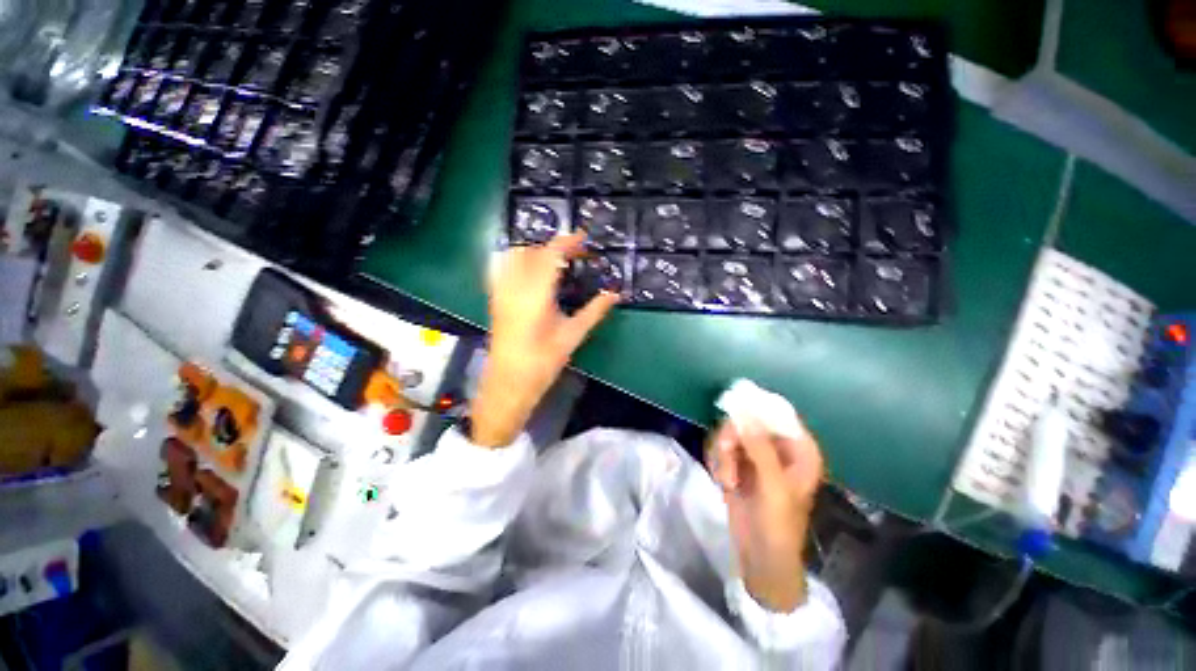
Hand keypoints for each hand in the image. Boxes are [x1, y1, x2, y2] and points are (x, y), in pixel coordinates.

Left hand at [469, 232, 618, 447]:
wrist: (510, 382)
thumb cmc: (543, 361)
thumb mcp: (573, 335)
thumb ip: (595, 311)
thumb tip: (615, 294)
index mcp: (536, 295)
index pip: (551, 255)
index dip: (568, 242)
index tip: (583, 238)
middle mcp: (515, 287)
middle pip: (533, 251)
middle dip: (556, 247)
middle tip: (577, 254)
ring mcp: (501, 291)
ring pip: (516, 255)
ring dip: (538, 251)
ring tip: (557, 261)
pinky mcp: (496, 297)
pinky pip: (504, 266)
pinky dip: (520, 260)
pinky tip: (533, 271)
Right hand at [707, 417, 823, 611]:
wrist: (760, 557)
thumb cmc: (778, 525)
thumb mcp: (773, 486)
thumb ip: (760, 447)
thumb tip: (744, 412)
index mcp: (798, 450)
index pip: (779, 413)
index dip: (756, 406)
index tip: (734, 407)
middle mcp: (777, 447)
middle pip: (748, 420)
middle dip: (733, 437)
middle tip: (726, 451)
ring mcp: (754, 455)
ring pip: (730, 433)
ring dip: (723, 454)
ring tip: (727, 479)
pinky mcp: (736, 464)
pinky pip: (720, 448)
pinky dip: (718, 462)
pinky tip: (723, 481)